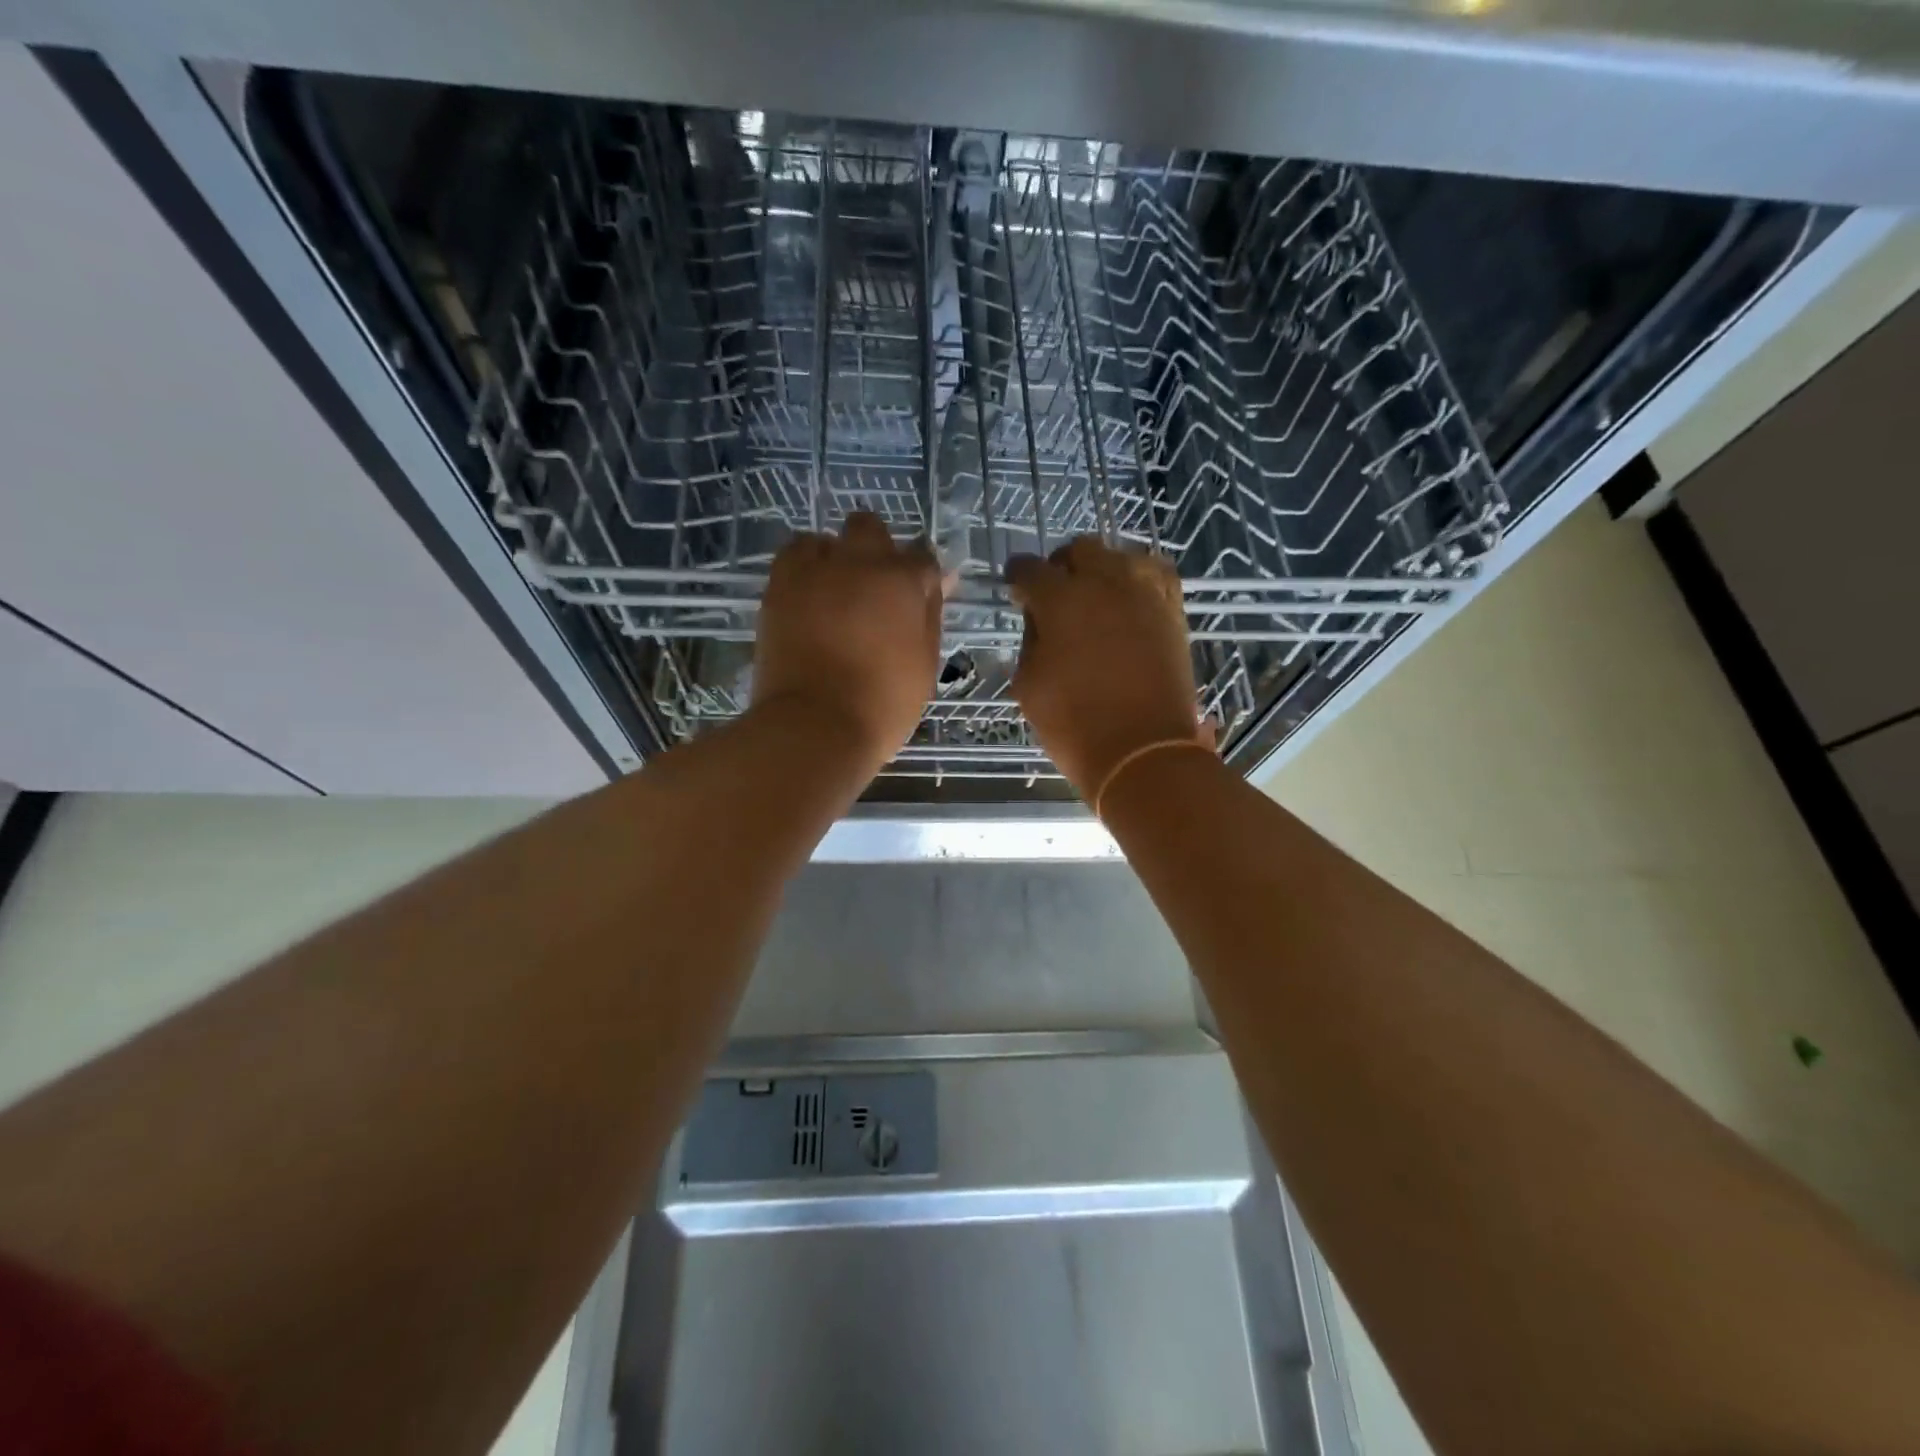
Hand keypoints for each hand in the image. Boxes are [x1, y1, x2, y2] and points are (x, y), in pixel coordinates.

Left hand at [752, 512, 943, 775]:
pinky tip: (808, 596)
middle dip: (877, 551)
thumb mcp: (924, 665)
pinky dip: (803, 568)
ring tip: (834, 593)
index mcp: (903, 582)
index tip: (920, 599)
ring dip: (835, 558)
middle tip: (875, 591)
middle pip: (871, 529)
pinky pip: (792, 556)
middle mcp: (860, 562)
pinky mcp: (779, 586)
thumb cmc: (883, 705)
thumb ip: (930, 617)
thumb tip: (936, 585)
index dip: (923, 577)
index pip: (923, 558)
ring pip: (826, 540)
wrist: (814, 725)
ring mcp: (815, 571)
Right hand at [1008, 537, 1209, 800]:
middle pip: (1079, 550)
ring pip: (1119, 556)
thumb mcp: (1029, 685)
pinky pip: (1156, 574)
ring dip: (1101, 569)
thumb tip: (1039, 622)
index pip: (1030, 569)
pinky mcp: (1172, 610)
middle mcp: (1104, 583)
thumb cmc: (1074, 724)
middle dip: (1061, 567)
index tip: (1016, 590)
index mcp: (1060, 600)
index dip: (1018, 577)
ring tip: (1095, 596)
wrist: (1142, 751)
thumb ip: (1030, 642)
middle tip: (1054, 594)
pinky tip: (1130, 598)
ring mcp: (1144, 593)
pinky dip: (1139, 578)